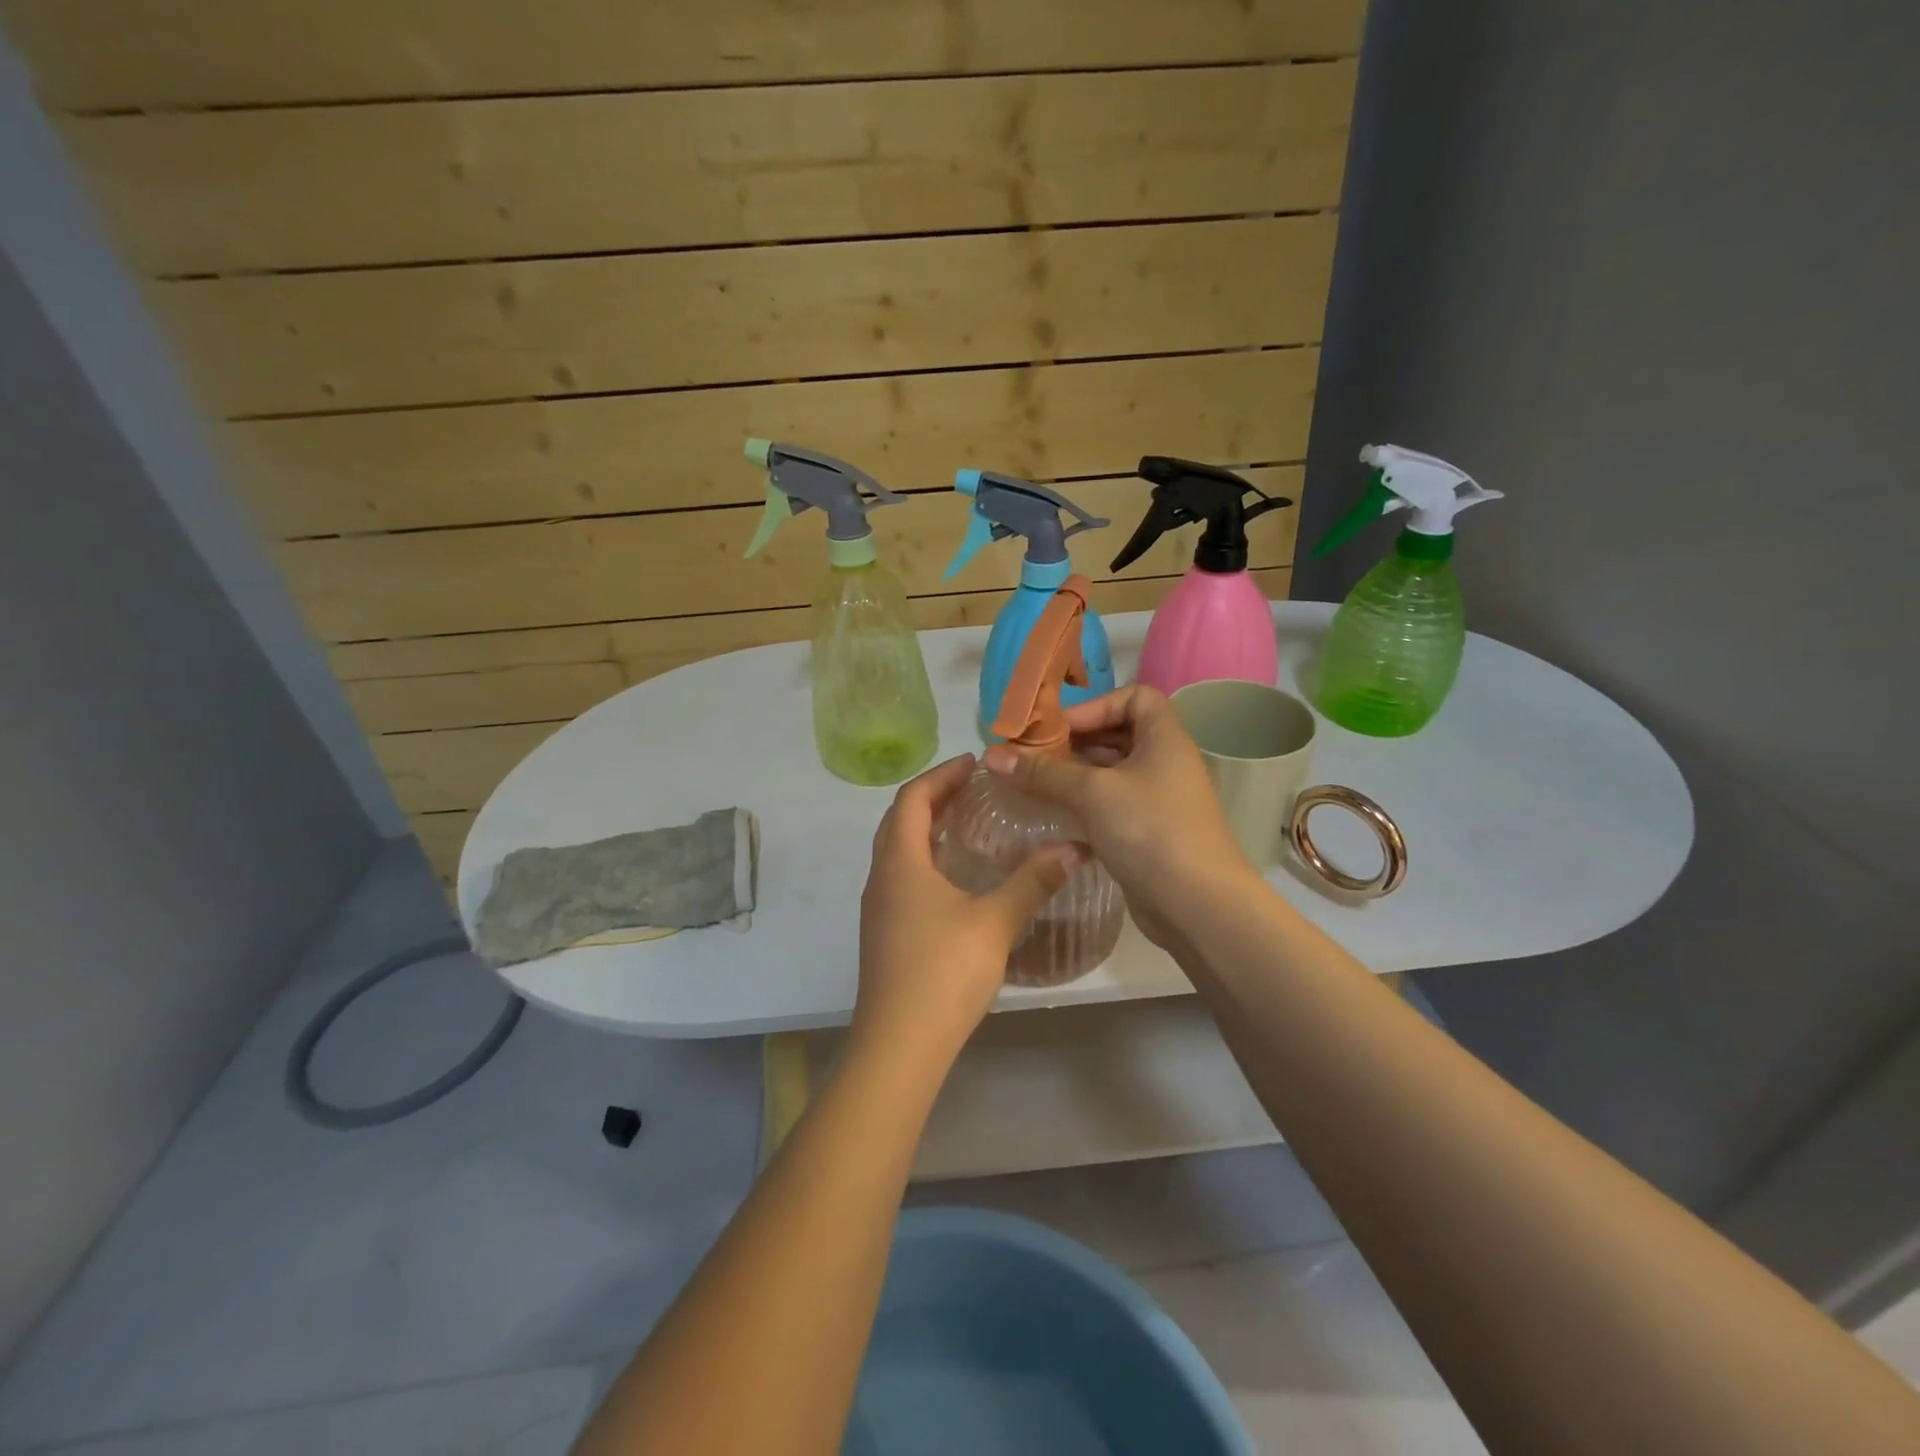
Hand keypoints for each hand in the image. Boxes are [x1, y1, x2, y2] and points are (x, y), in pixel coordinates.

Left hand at [853, 755, 1082, 1067]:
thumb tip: (1073, 848)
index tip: (974, 763)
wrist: (898, 1045)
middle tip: (974, 787)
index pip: (912, 798)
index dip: (941, 774)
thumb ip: (1032, 882)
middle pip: (900, 819)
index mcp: (900, 862)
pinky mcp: (884, 932)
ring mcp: (878, 907)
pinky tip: (956, 877)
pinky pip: (901, 875)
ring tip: (968, 823)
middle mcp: (881, 876)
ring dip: (926, 827)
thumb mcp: (995, 923)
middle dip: (934, 796)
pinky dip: (925, 858)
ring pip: (898, 849)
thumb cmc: (943, 973)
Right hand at [983, 685, 1255, 952]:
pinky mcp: (1146, 833)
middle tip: (1030, 756)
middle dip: (1073, 742)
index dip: (1096, 705)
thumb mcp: (1093, 793)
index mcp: (1164, 738)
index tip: (1059, 729)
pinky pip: (1109, 806)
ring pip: (1109, 774)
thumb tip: (992, 755)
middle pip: (1116, 735)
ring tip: (1031, 783)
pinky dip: (1082, 805)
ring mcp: (1156, 800)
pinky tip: (1050, 815)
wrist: (1197, 906)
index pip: (1135, 697)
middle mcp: (1164, 762)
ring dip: (1072, 776)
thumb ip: (1043, 772)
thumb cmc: (1151, 831)